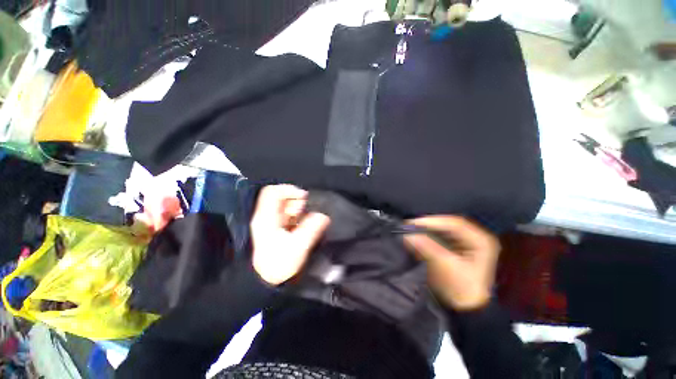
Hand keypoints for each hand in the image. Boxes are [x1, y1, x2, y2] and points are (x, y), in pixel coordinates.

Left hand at [250, 185, 330, 285]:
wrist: (265, 281)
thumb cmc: (278, 265)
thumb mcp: (298, 246)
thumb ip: (312, 228)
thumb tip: (324, 215)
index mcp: (266, 218)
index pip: (273, 192)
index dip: (289, 190)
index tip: (304, 197)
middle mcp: (266, 217)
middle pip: (281, 198)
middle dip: (297, 203)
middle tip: (305, 213)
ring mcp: (269, 222)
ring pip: (285, 206)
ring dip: (298, 210)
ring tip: (304, 221)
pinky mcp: (274, 228)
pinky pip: (287, 215)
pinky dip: (296, 217)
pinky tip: (301, 226)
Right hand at [403, 216, 499, 310]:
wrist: (466, 309)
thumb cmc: (462, 289)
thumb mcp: (446, 267)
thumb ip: (428, 248)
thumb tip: (408, 234)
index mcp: (481, 240)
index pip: (455, 224)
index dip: (433, 221)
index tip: (413, 223)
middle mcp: (474, 237)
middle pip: (447, 225)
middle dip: (427, 226)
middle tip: (408, 226)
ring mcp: (464, 242)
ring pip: (441, 230)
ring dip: (425, 231)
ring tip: (409, 231)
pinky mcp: (454, 247)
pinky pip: (438, 237)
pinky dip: (426, 237)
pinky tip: (415, 238)